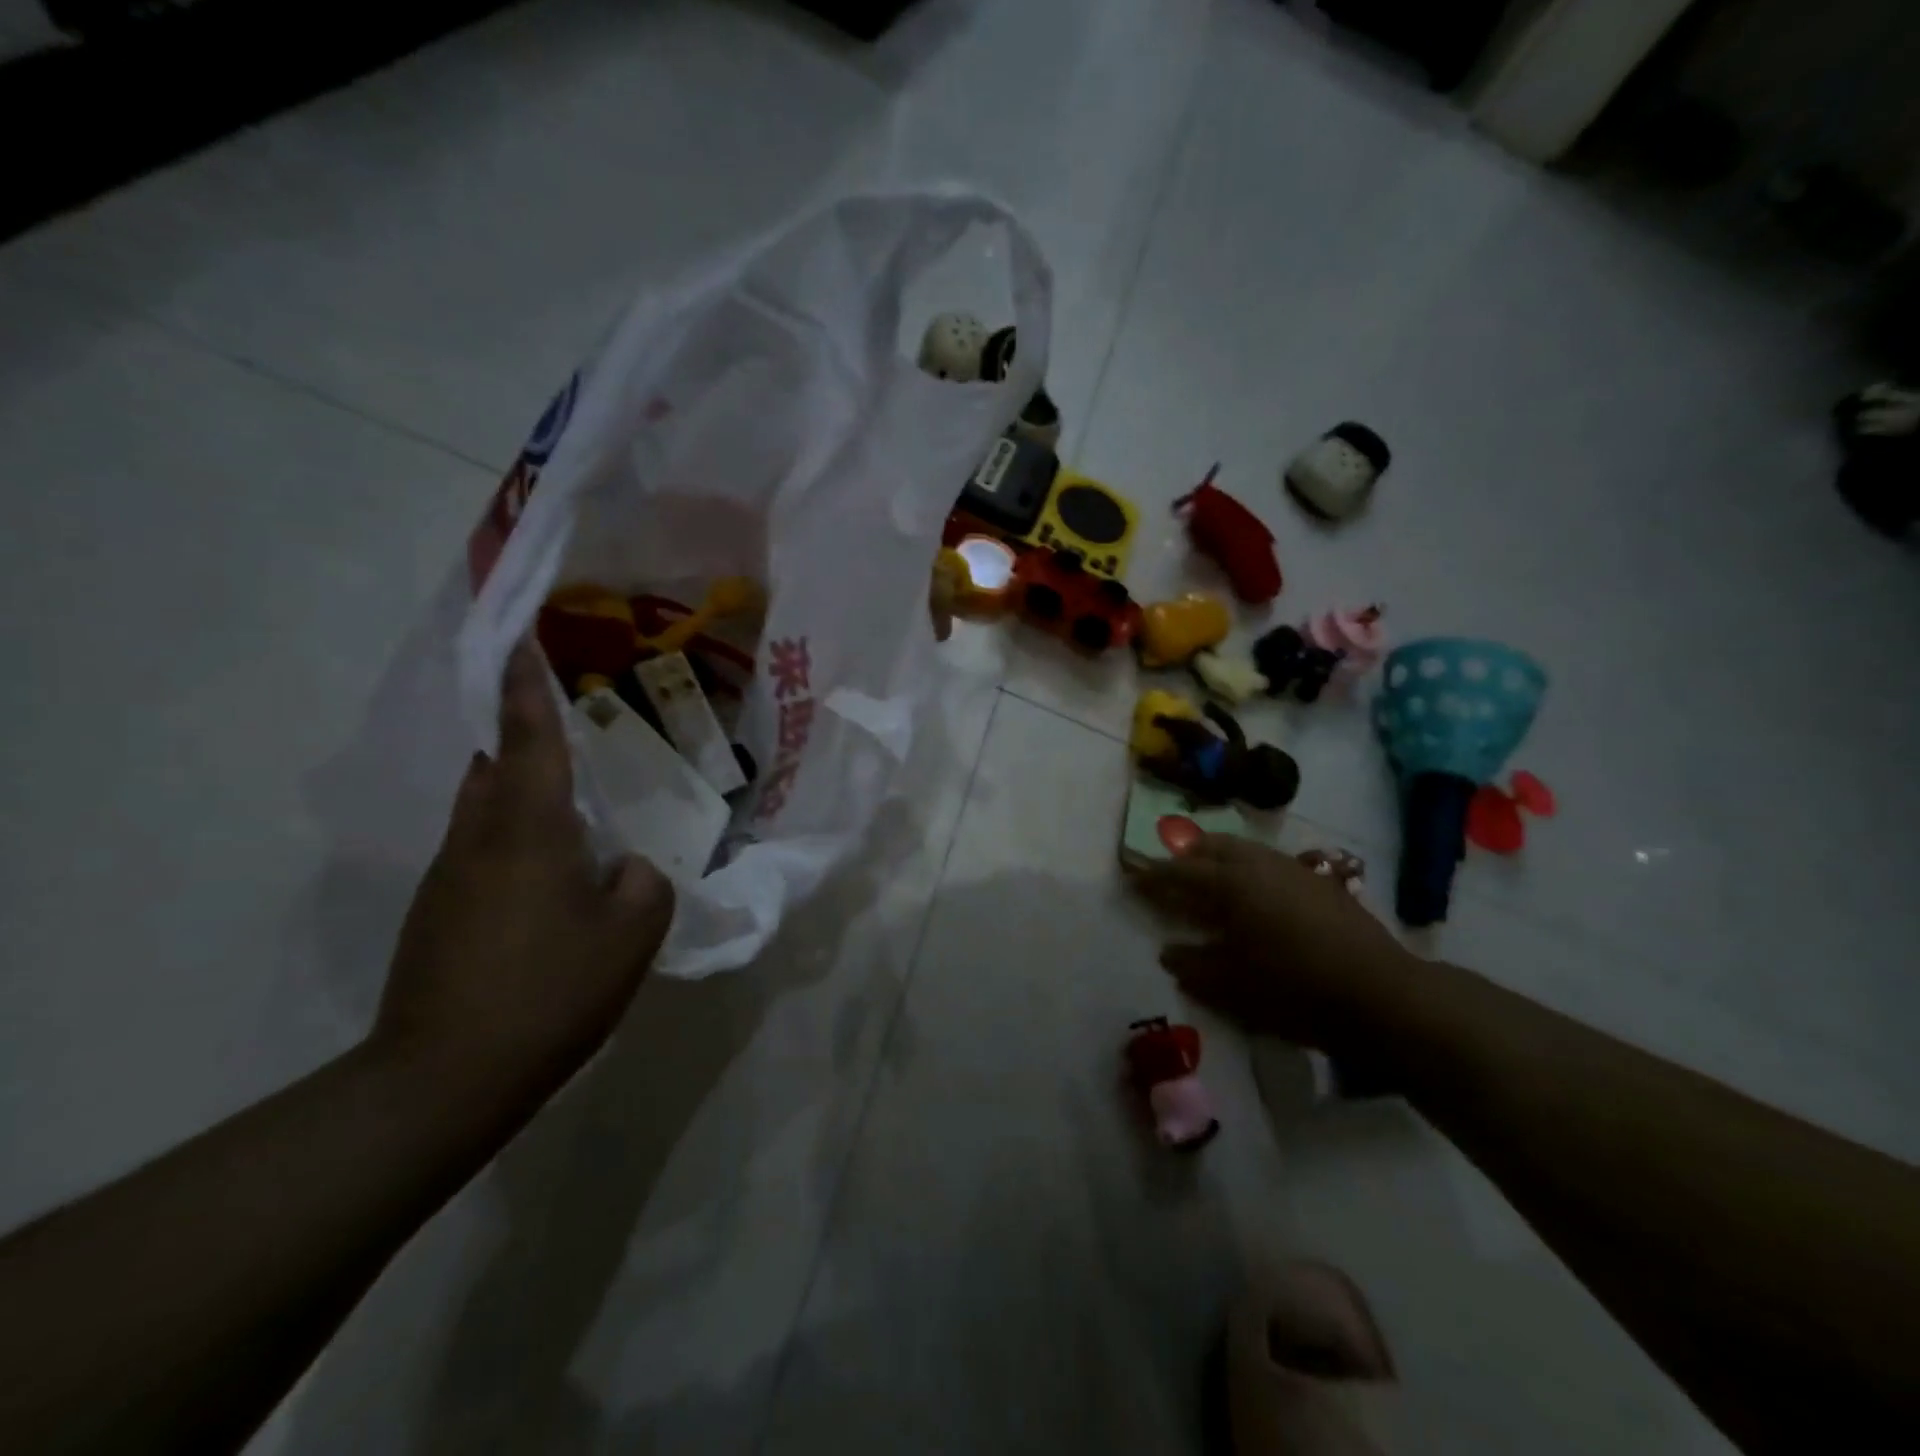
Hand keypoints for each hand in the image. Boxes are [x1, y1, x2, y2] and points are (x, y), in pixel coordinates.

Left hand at [372, 640, 675, 1096]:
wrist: (443, 1079)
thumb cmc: (549, 990)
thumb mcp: (631, 933)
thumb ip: (645, 883)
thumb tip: (627, 869)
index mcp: (528, 828)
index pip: (528, 738)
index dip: (528, 686)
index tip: (523, 640)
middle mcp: (479, 838)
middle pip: (495, 766)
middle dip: (523, 737)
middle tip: (573, 734)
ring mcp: (450, 877)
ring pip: (486, 810)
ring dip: (522, 793)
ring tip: (575, 811)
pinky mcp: (439, 913)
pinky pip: (483, 851)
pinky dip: (517, 841)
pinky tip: (554, 880)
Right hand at [1130, 836, 1411, 1052]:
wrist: (1381, 994)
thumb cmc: (1294, 989)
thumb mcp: (1232, 987)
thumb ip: (1194, 966)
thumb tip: (1169, 952)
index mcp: (1231, 884)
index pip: (1180, 872)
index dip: (1154, 876)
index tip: (1133, 877)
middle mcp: (1259, 865)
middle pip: (1213, 846)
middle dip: (1188, 856)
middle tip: (1172, 873)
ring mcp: (1294, 869)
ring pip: (1246, 850)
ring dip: (1221, 859)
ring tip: (1211, 879)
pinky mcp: (1321, 882)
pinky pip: (1271, 863)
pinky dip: (1250, 869)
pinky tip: (1257, 895)